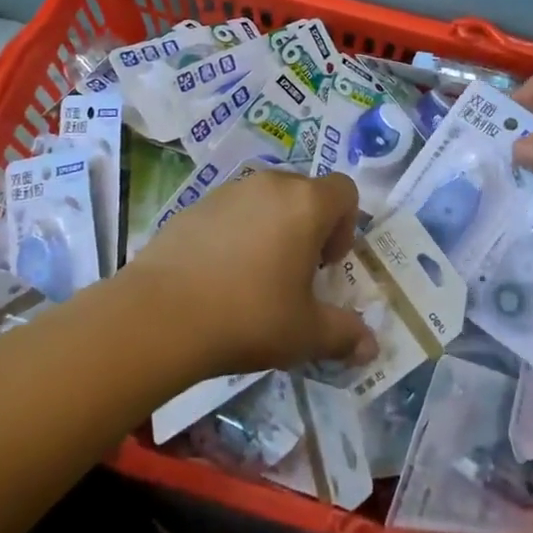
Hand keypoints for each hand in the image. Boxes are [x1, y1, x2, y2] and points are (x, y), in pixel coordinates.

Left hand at [122, 169, 378, 374]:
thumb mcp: (305, 334)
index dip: (345, 225)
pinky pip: (231, 210)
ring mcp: (229, 190)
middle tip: (296, 273)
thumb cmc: (248, 316)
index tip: (327, 265)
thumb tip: (372, 348)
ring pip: (266, 199)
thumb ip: (344, 334)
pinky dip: (236, 232)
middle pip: (305, 191)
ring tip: (255, 276)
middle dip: (309, 226)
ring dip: (272, 227)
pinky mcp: (194, 204)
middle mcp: (270, 184)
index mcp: (306, 203)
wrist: (160, 315)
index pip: (345, 190)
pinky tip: (219, 275)